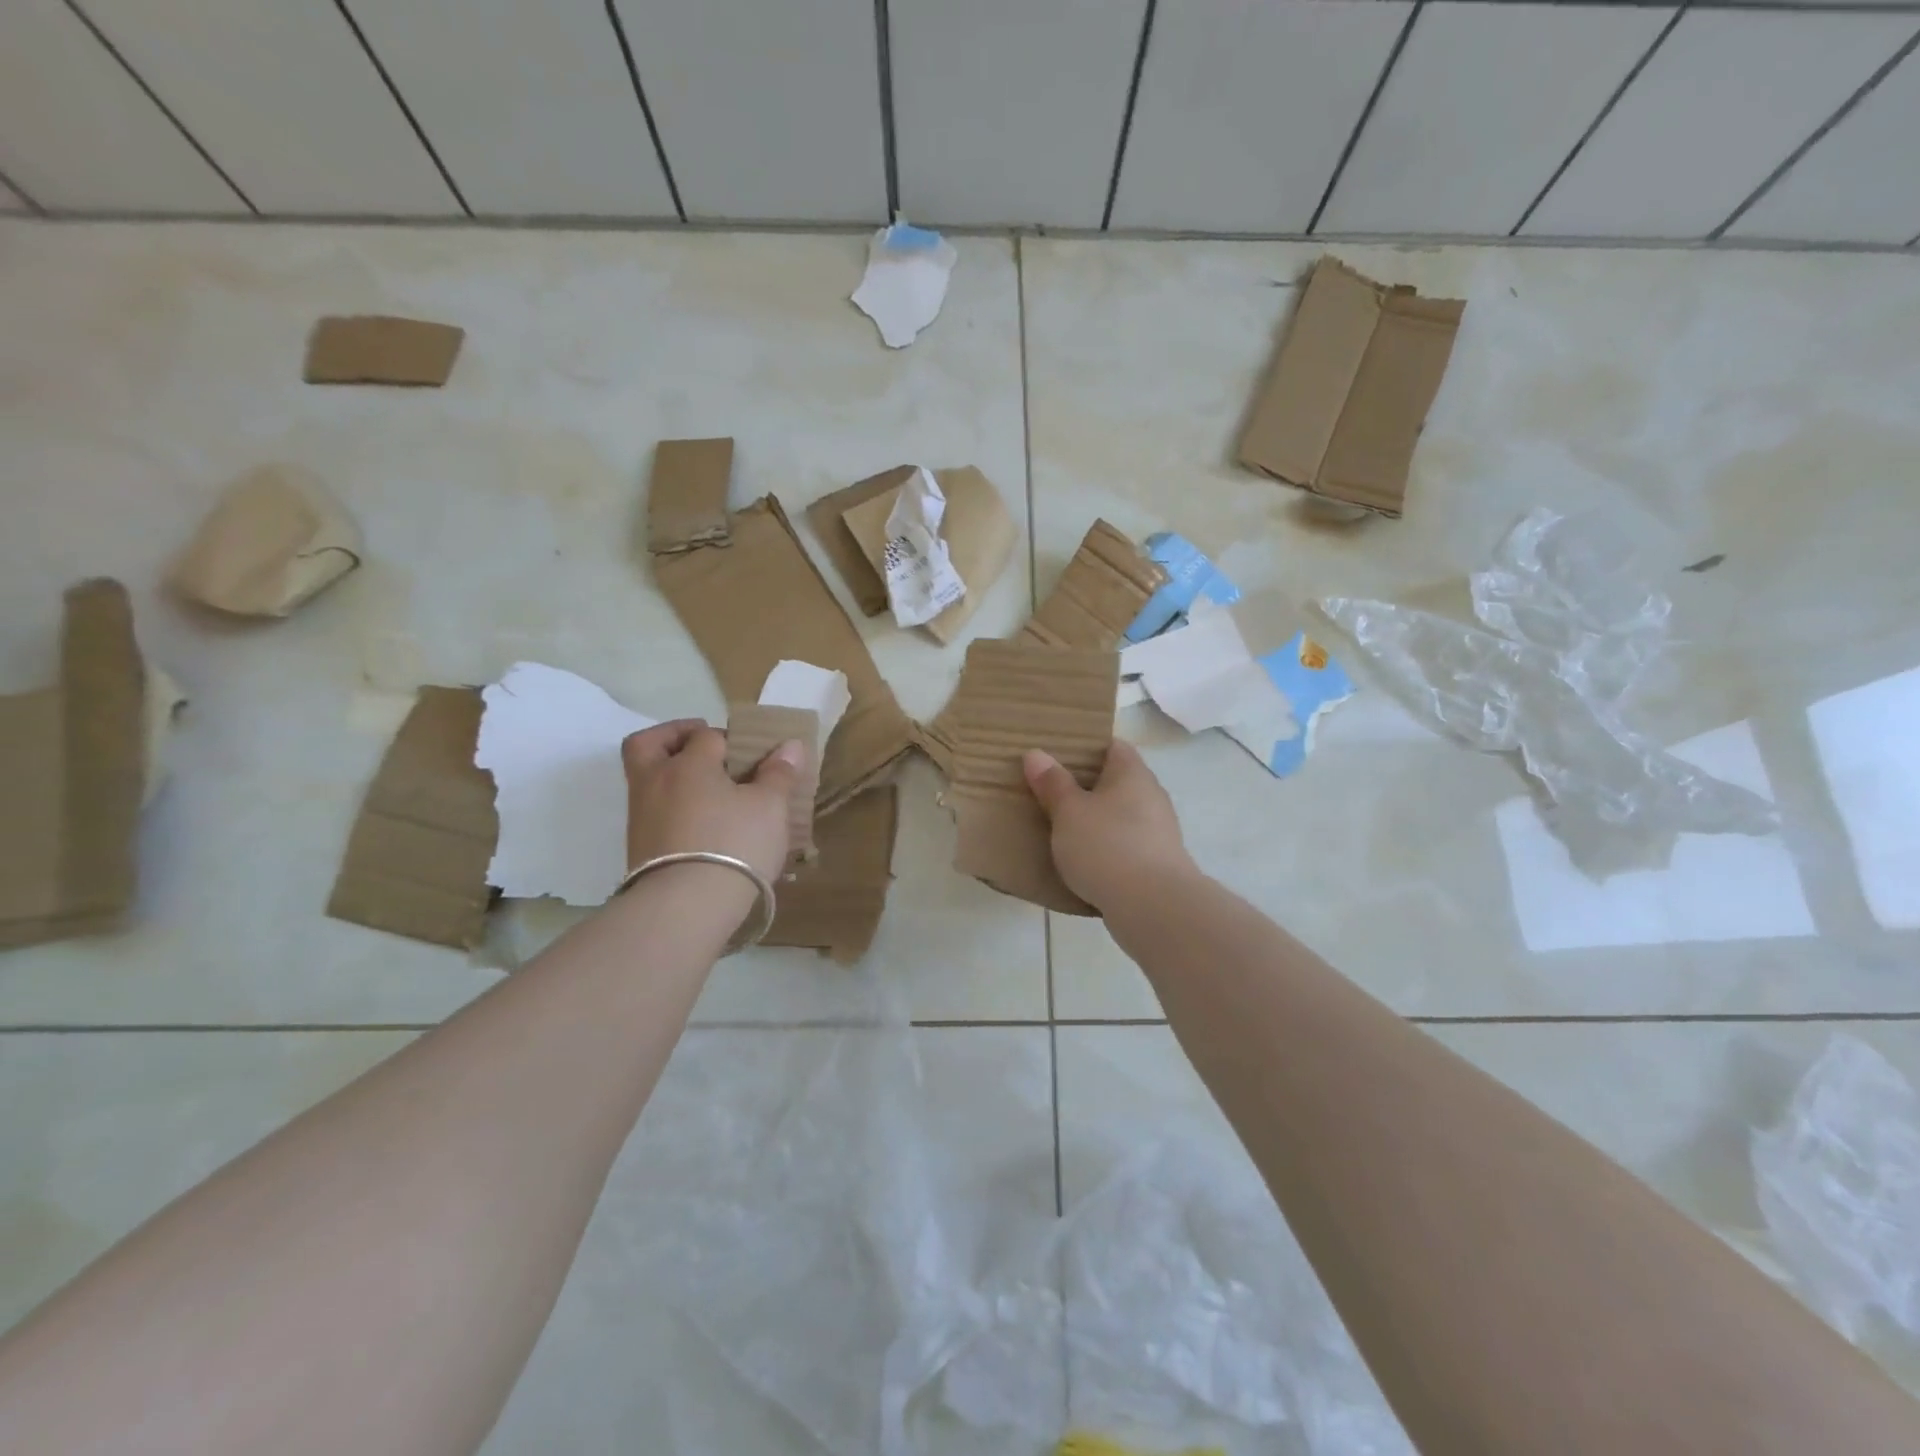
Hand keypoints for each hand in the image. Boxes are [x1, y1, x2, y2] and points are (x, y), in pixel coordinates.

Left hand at [621, 719, 801, 884]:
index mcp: (688, 764)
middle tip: (702, 748)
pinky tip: (702, 827)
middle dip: (672, 738)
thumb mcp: (770, 807)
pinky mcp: (639, 848)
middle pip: (648, 744)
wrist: (686, 907)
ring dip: (674, 778)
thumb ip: (779, 774)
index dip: (730, 738)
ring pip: (648, 781)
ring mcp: (641, 817)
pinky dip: (673, 809)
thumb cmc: (734, 844)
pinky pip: (654, 813)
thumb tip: (789, 746)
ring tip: (712, 795)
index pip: (705, 735)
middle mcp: (656, 782)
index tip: (752, 754)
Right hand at [1023, 739, 1197, 912]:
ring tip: (1061, 828)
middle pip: (1116, 781)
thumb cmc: (1107, 847)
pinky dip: (1106, 848)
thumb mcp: (1069, 812)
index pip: (1112, 746)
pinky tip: (1083, 861)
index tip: (1056, 756)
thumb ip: (1052, 783)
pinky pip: (1125, 845)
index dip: (1085, 747)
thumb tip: (1036, 754)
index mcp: (1132, 773)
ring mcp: (1158, 831)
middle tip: (1049, 792)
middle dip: (1086, 786)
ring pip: (1120, 815)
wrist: (1153, 907)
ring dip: (1096, 820)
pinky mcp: (1157, 863)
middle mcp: (1151, 795)